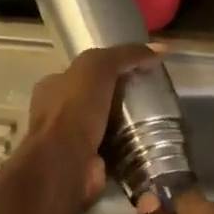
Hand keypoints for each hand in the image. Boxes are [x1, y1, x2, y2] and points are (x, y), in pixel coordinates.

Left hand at [20, 43, 160, 207]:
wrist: (66, 163)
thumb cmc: (74, 109)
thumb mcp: (98, 68)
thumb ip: (125, 55)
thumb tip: (161, 48)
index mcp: (52, 87)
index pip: (81, 73)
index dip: (107, 69)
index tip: (136, 70)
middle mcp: (57, 115)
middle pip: (95, 101)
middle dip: (119, 100)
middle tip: (151, 97)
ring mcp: (71, 143)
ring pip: (105, 128)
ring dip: (127, 127)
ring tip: (158, 121)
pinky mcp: (88, 165)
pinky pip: (114, 152)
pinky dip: (130, 150)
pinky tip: (152, 145)